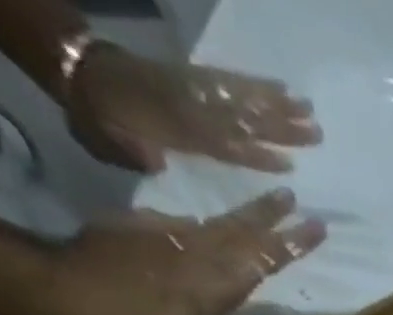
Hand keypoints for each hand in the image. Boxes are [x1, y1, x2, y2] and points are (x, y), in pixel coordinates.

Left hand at [41, 191, 324, 314]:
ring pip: (217, 227)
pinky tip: (204, 229)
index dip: (289, 242)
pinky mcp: (140, 231)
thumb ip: (215, 296)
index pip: (261, 256)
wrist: (63, 286)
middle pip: (241, 232)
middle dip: (271, 218)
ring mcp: (167, 237)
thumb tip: (235, 270)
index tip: (316, 225)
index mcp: (211, 275)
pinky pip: (183, 227)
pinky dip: (203, 228)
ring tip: (264, 208)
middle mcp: (195, 251)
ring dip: (245, 218)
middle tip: (294, 201)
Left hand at [67, 43, 320, 172]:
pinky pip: (228, 81)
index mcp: (174, 128)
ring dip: (277, 105)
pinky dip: (256, 85)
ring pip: (240, 98)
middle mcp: (190, 107)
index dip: (254, 156)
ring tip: (309, 112)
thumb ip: (135, 153)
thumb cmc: (97, 118)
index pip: (221, 144)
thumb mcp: (108, 141)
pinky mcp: (193, 78)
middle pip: (241, 118)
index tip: (288, 167)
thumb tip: (157, 160)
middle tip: (316, 134)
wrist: (76, 69)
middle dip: (279, 127)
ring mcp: (193, 90)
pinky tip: (280, 89)